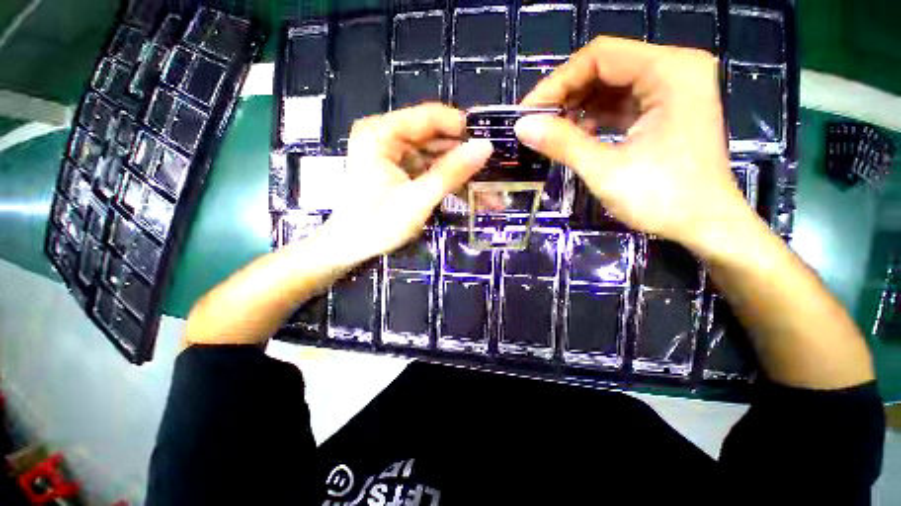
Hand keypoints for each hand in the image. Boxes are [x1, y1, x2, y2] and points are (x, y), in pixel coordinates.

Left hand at [321, 104, 492, 263]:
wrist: (349, 248)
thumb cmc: (376, 225)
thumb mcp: (417, 200)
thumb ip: (451, 173)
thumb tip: (486, 147)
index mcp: (382, 133)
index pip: (431, 117)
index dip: (464, 129)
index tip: (494, 144)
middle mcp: (387, 136)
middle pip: (436, 138)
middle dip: (466, 158)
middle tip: (498, 173)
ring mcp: (394, 154)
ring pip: (437, 156)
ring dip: (462, 175)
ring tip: (490, 193)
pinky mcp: (400, 170)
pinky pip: (430, 170)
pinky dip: (449, 183)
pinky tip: (472, 197)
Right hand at [517, 37, 754, 259]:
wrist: (706, 226)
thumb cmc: (663, 199)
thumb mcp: (605, 170)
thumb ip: (562, 143)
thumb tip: (521, 126)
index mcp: (670, 71)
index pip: (600, 56)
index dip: (557, 82)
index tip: (528, 112)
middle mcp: (675, 69)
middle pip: (605, 67)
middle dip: (566, 95)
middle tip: (537, 124)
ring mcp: (673, 89)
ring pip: (611, 85)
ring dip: (578, 107)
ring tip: (552, 133)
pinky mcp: (667, 110)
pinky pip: (621, 103)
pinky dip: (595, 117)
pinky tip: (577, 136)